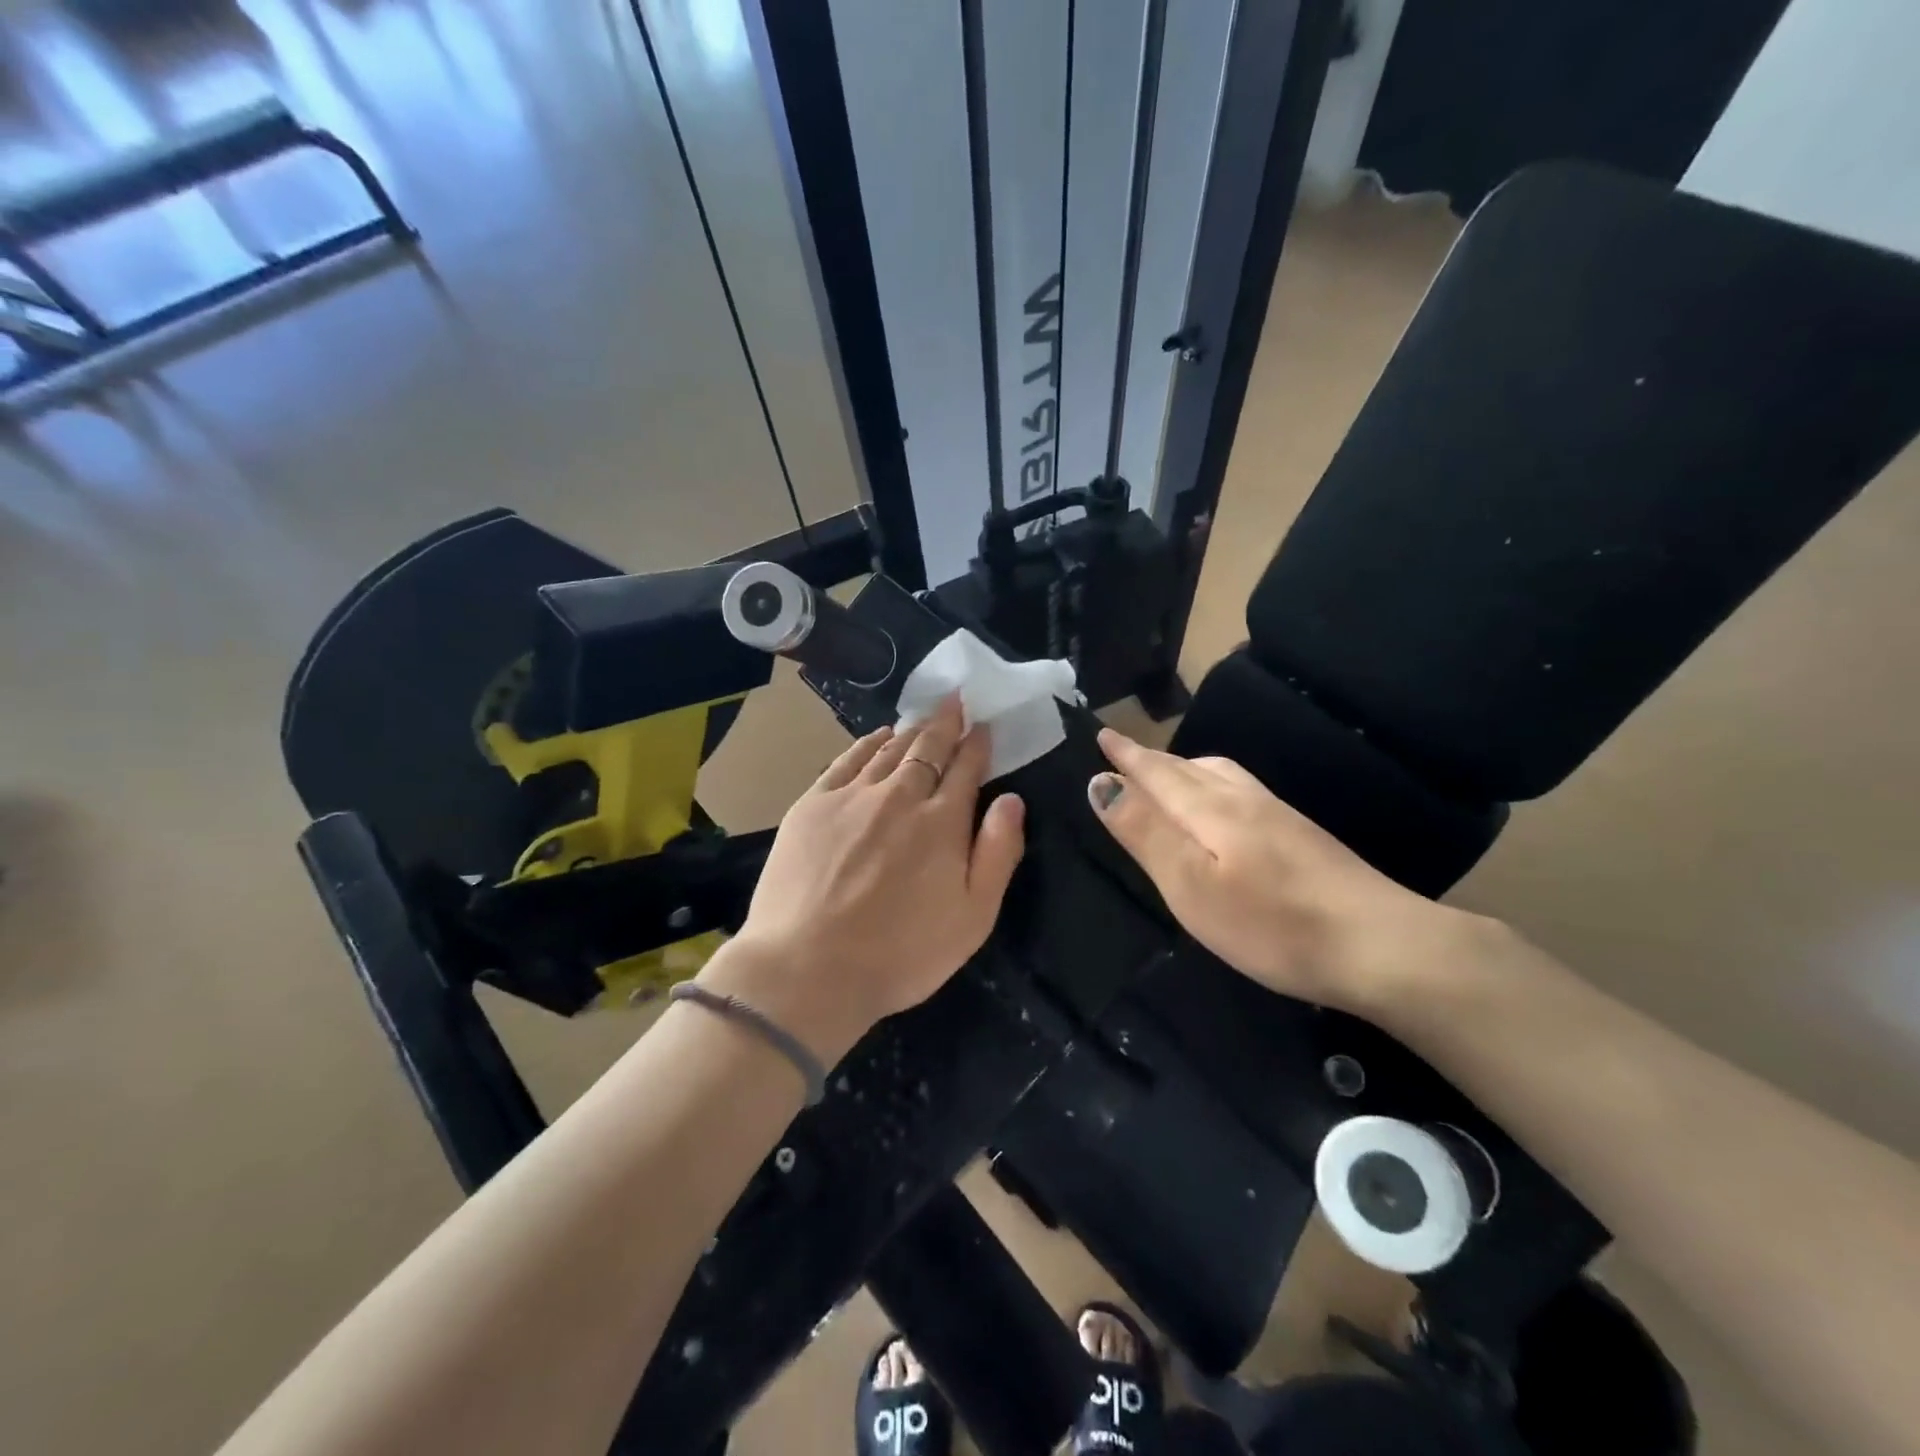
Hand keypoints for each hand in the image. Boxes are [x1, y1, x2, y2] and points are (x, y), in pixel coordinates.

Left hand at [706, 696, 1025, 1061]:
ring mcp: (852, 796)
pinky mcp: (812, 804)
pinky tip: (877, 737)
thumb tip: (1012, 800)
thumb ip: (998, 853)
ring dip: (911, 731)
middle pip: (929, 748)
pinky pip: (846, 760)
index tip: (983, 726)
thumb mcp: (973, 917)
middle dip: (946, 723)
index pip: (966, 768)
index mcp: (942, 822)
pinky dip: (867, 743)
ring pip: (889, 749)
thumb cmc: (901, 954)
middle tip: (955, 701)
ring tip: (922, 718)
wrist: (808, 969)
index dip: (977, 745)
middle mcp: (900, 796)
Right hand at [1087, 729, 1472, 1011]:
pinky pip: (1241, 791)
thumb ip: (1145, 832)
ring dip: (1185, 768)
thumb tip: (1100, 782)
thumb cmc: (1272, 923)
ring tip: (1168, 774)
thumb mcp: (1191, 884)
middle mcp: (1243, 800)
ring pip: (1220, 775)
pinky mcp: (1302, 835)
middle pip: (1188, 768)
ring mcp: (1279, 816)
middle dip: (1151, 758)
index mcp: (1210, 809)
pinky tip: (1224, 807)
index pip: (1156, 773)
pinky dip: (1213, 785)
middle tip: (1124, 752)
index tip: (1102, 735)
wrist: (1381, 946)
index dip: (1127, 756)